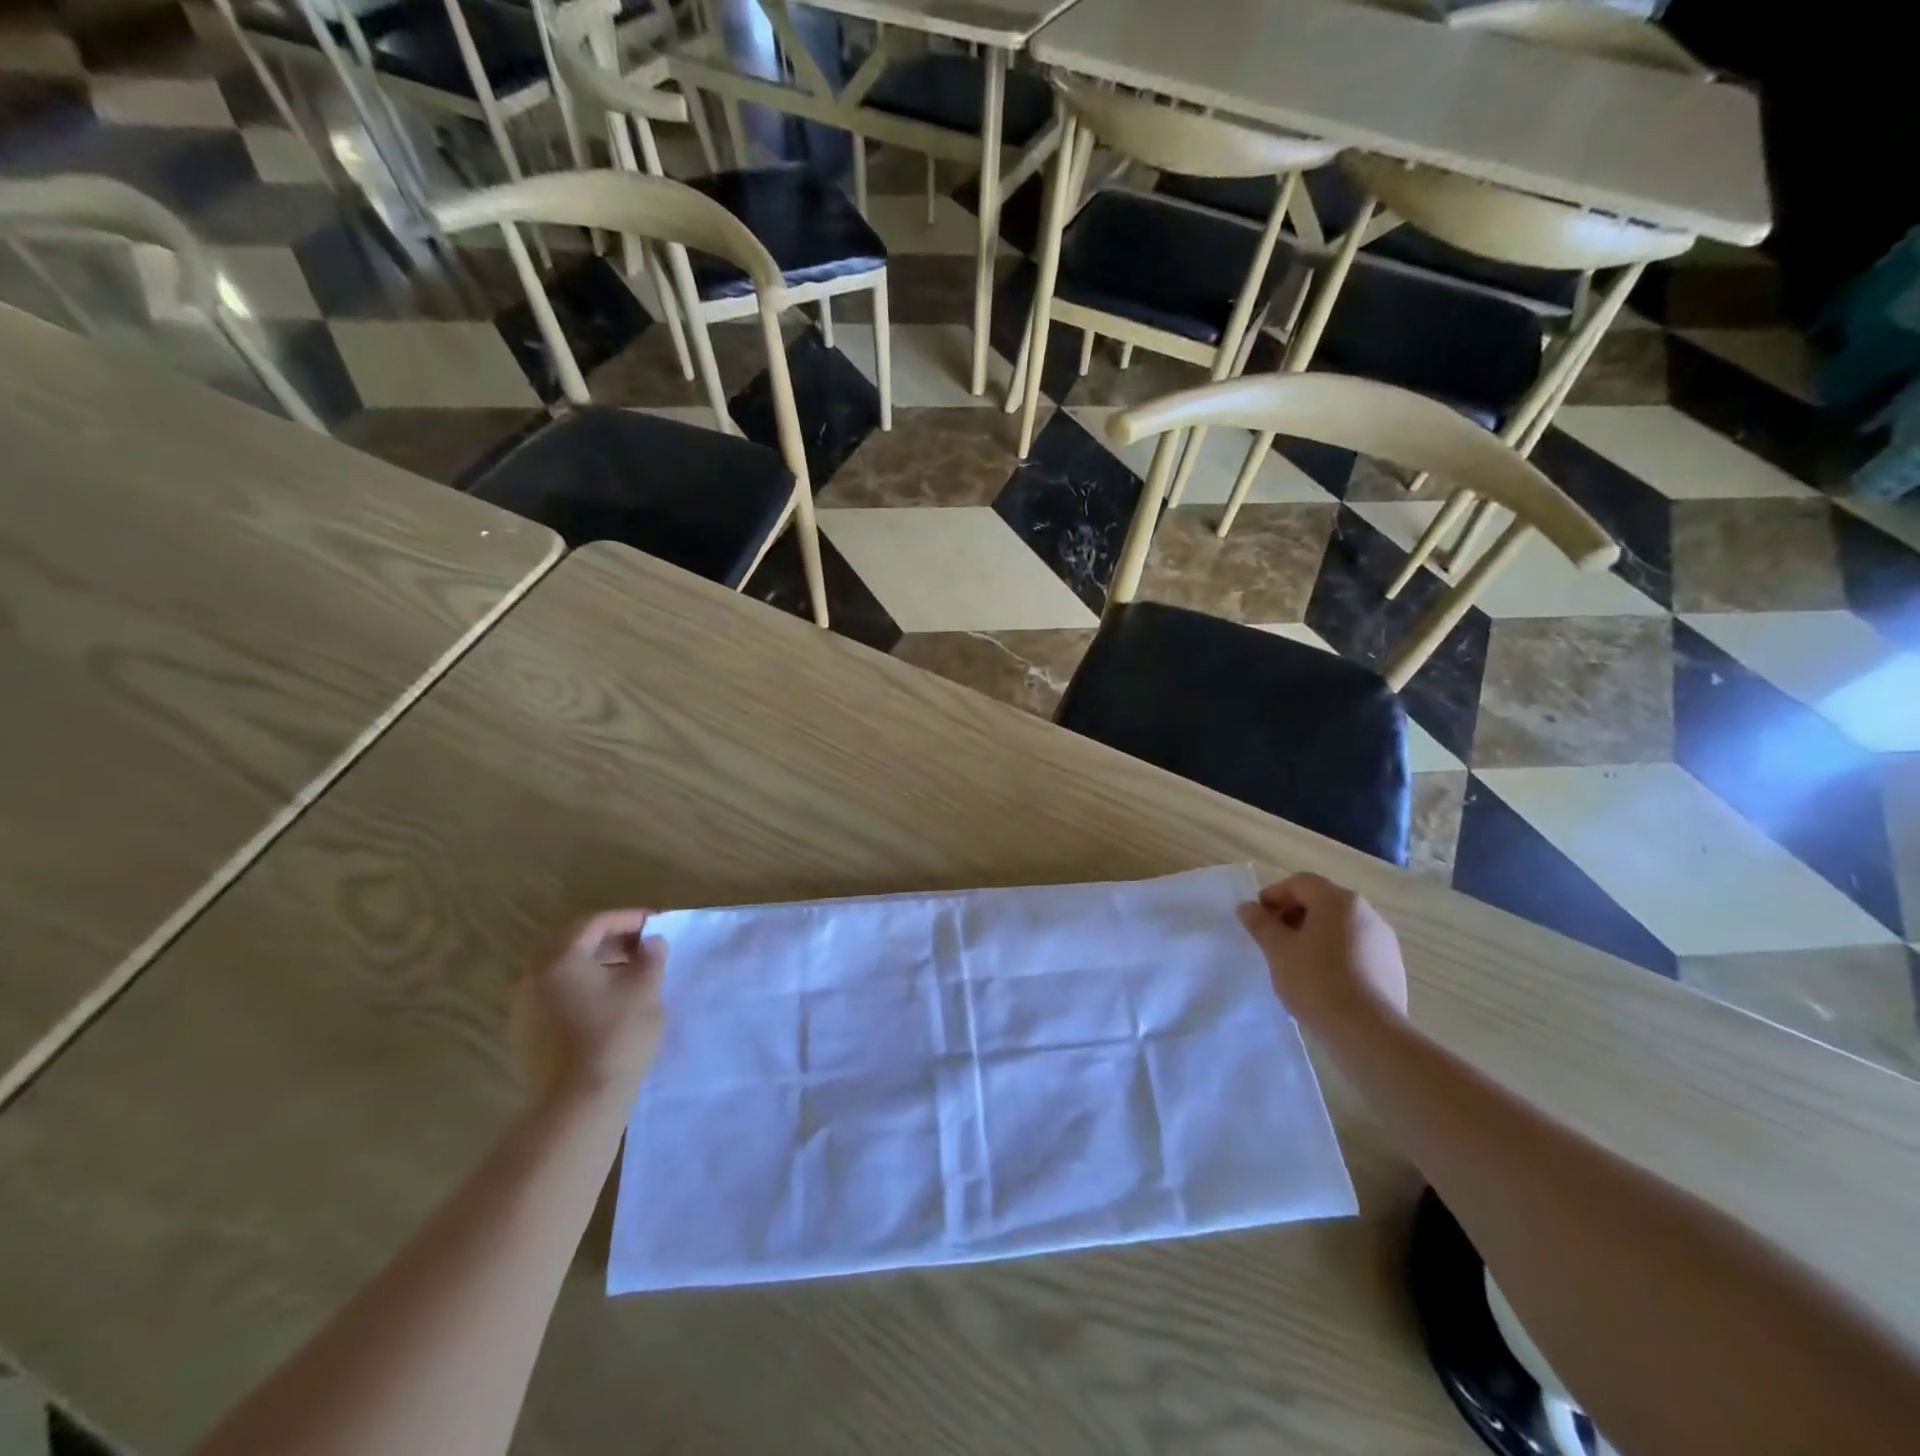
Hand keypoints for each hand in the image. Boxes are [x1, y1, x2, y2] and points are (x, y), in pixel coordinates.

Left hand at [511, 910, 667, 1108]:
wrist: (579, 1103)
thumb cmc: (616, 1034)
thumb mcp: (645, 988)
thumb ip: (650, 957)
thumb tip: (651, 943)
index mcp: (558, 958)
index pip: (594, 923)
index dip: (628, 919)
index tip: (656, 924)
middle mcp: (532, 978)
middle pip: (575, 947)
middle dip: (613, 943)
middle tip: (645, 949)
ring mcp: (523, 1010)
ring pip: (565, 975)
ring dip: (598, 969)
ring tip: (631, 978)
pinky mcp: (525, 1037)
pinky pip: (557, 1000)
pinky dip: (584, 993)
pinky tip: (609, 1006)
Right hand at [1237, 872, 1408, 1028]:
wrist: (1368, 1032)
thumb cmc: (1316, 981)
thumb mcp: (1277, 950)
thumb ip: (1260, 923)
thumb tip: (1247, 907)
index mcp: (1338, 901)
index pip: (1300, 883)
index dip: (1274, 895)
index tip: (1258, 917)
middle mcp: (1366, 912)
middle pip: (1322, 901)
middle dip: (1294, 914)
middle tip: (1274, 938)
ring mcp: (1384, 940)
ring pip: (1341, 926)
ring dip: (1315, 934)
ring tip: (1297, 960)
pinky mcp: (1392, 967)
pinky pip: (1356, 948)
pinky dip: (1335, 953)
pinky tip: (1323, 979)